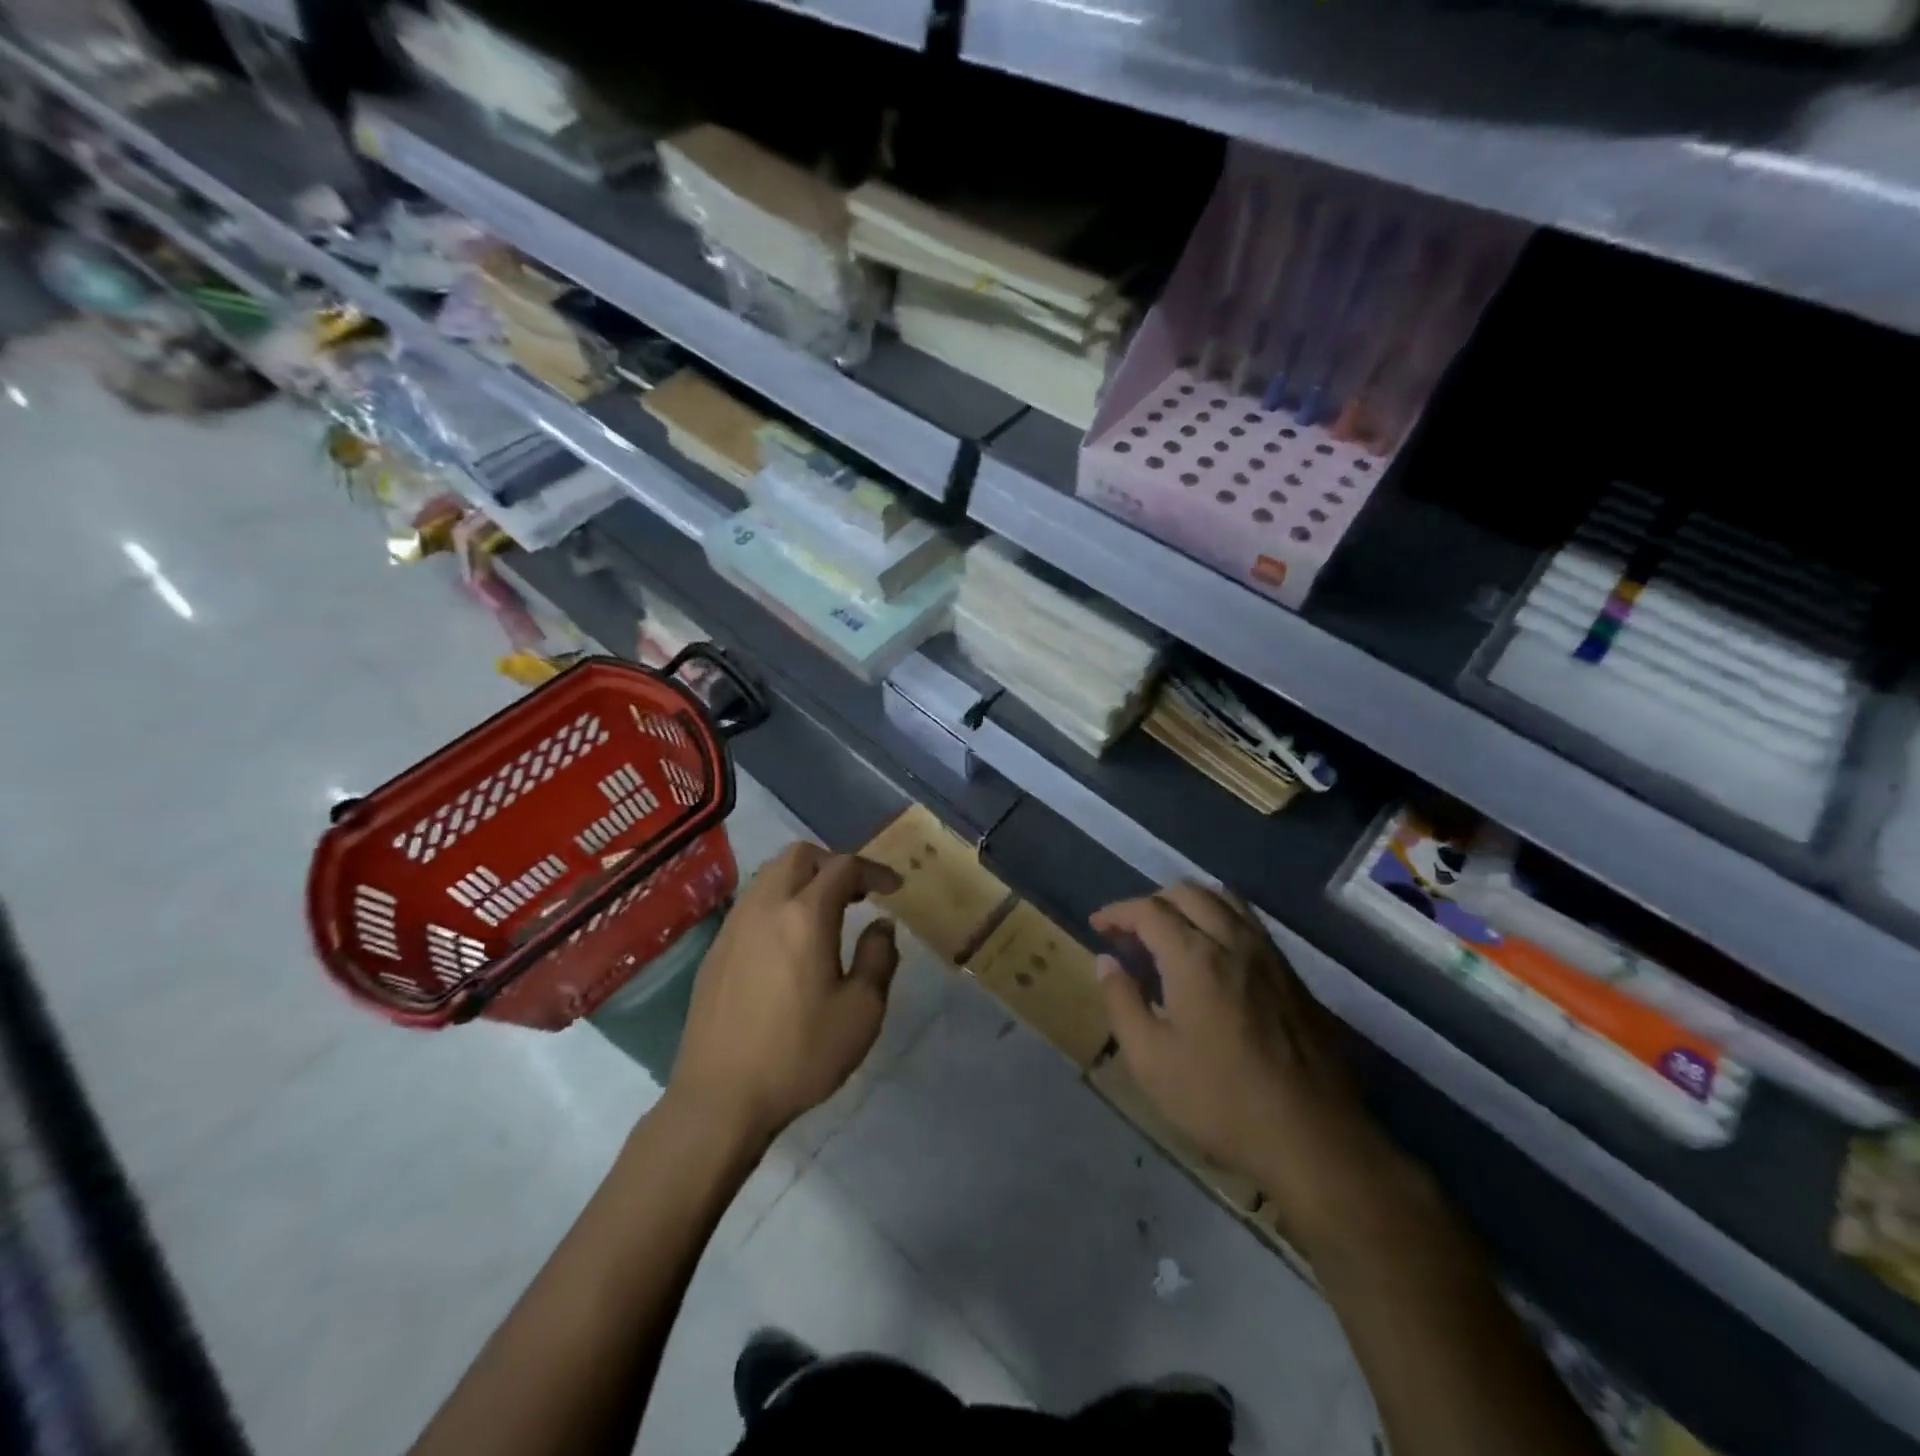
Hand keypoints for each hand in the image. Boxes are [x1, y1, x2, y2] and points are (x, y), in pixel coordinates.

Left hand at [669, 842, 901, 1143]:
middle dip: (833, 863)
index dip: (874, 870)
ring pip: (770, 874)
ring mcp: (734, 925)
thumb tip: (880, 925)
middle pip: (799, 855)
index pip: (844, 867)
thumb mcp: (862, 1011)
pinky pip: (752, 902)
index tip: (893, 889)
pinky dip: (779, 901)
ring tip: (826, 913)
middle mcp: (765, 906)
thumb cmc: (800, 1054)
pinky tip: (789, 941)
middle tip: (857, 893)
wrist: (719, 1098)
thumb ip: (878, 957)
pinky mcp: (715, 949)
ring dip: (803, 879)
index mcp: (805, 916)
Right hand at [1091, 884, 1399, 1249]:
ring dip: (1189, 904)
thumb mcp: (1151, 1060)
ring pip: (1225, 900)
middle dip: (1152, 902)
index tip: (1098, 926)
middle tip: (1130, 932)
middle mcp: (1234, 941)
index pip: (1149, 910)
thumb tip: (1105, 962)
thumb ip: (1122, 1002)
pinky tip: (1211, 955)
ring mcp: (1269, 955)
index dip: (1118, 912)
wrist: (1313, 1139)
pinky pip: (1249, 923)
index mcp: (1195, 957)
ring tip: (1170, 932)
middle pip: (1188, 893)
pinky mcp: (1292, 976)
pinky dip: (1219, 918)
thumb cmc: (1220, 1100)